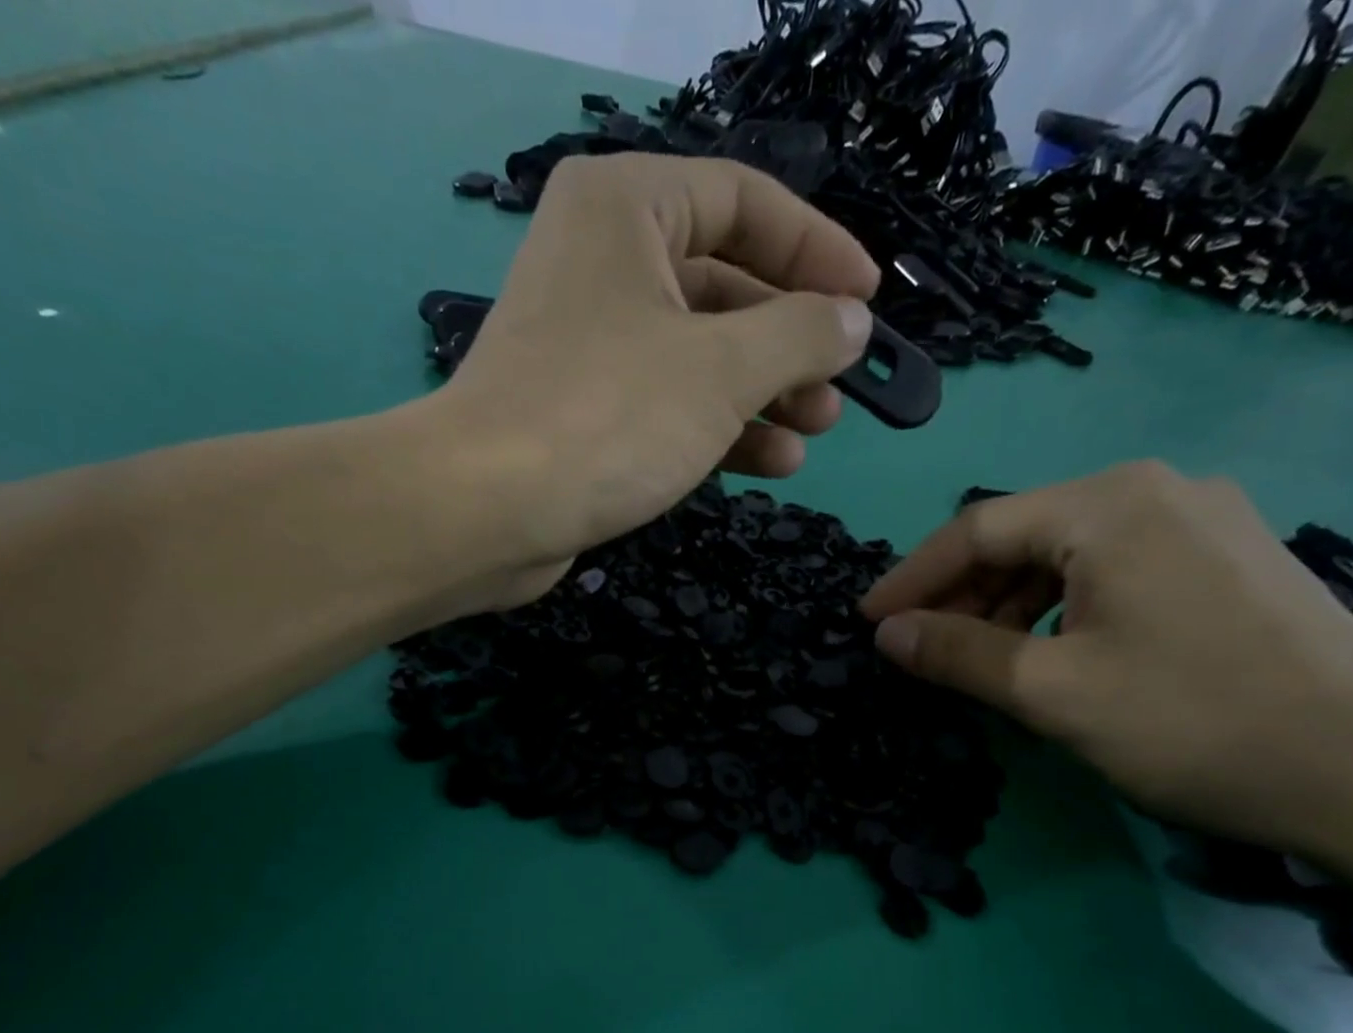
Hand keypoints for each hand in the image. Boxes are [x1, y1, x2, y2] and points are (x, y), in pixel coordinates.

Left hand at [435, 153, 878, 600]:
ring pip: (697, 355)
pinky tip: (770, 463)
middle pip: (723, 285)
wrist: (486, 511)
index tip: (866, 302)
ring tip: (813, 432)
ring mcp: (587, 343)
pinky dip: (717, 429)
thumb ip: (799, 335)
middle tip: (838, 388)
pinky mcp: (581, 412)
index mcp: (625, 208)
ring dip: (761, 395)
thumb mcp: (723, 368)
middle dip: (789, 342)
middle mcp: (601, 262)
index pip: (743, 201)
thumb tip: (851, 322)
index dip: (816, 250)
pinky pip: (665, 404)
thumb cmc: (608, 416)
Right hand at [860, 461, 1352, 858]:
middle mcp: (1158, 492)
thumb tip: (885, 634)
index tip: (866, 624)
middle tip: (919, 649)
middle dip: (961, 595)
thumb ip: (956, 653)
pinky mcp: (1230, 562)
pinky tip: (1050, 653)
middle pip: (1023, 536)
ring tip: (978, 660)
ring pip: (1068, 556)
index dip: (910, 579)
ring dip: (1009, 606)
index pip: (976, 529)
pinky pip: (1115, 572)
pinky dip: (1062, 610)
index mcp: (1111, 504)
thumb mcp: (1050, 692)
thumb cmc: (1191, 722)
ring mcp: (1204, 524)